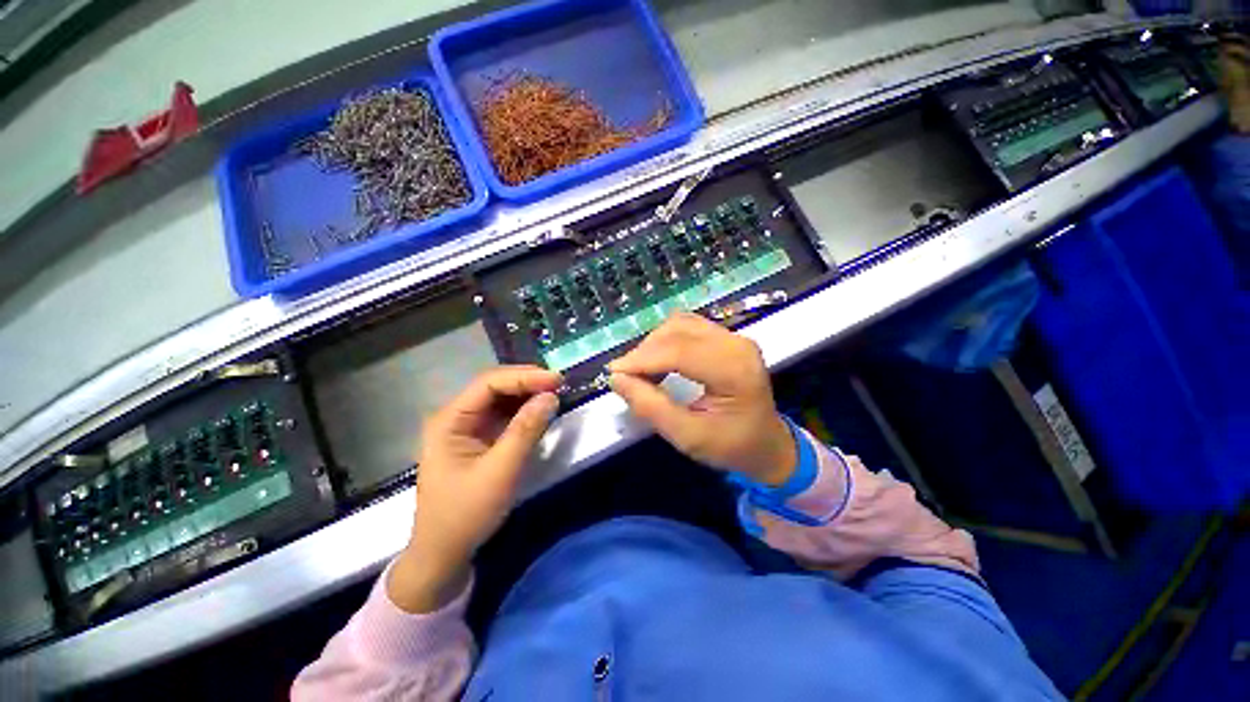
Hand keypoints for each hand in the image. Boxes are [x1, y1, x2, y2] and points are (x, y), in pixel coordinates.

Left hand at [388, 366, 560, 612]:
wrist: (443, 555)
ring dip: (528, 395)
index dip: (524, 377)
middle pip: (494, 387)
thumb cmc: (466, 514)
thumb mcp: (500, 471)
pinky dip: (524, 412)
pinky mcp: (478, 440)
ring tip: (555, 394)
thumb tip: (551, 396)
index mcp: (450, 420)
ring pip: (501, 400)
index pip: (489, 383)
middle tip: (559, 384)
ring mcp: (466, 429)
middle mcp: (456, 417)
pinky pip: (504, 416)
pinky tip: (540, 411)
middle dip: (527, 383)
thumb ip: (526, 430)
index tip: (556, 380)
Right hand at [608, 312, 795, 485]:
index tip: (613, 372)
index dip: (642, 359)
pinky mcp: (727, 337)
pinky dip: (666, 341)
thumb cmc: (732, 446)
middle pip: (678, 332)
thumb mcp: (688, 437)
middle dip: (645, 351)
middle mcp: (736, 344)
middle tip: (626, 376)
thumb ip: (651, 407)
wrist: (767, 443)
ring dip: (654, 344)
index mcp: (735, 370)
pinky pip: (687, 327)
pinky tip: (658, 361)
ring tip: (641, 371)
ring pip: (680, 325)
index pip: (679, 352)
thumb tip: (617, 378)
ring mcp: (733, 337)